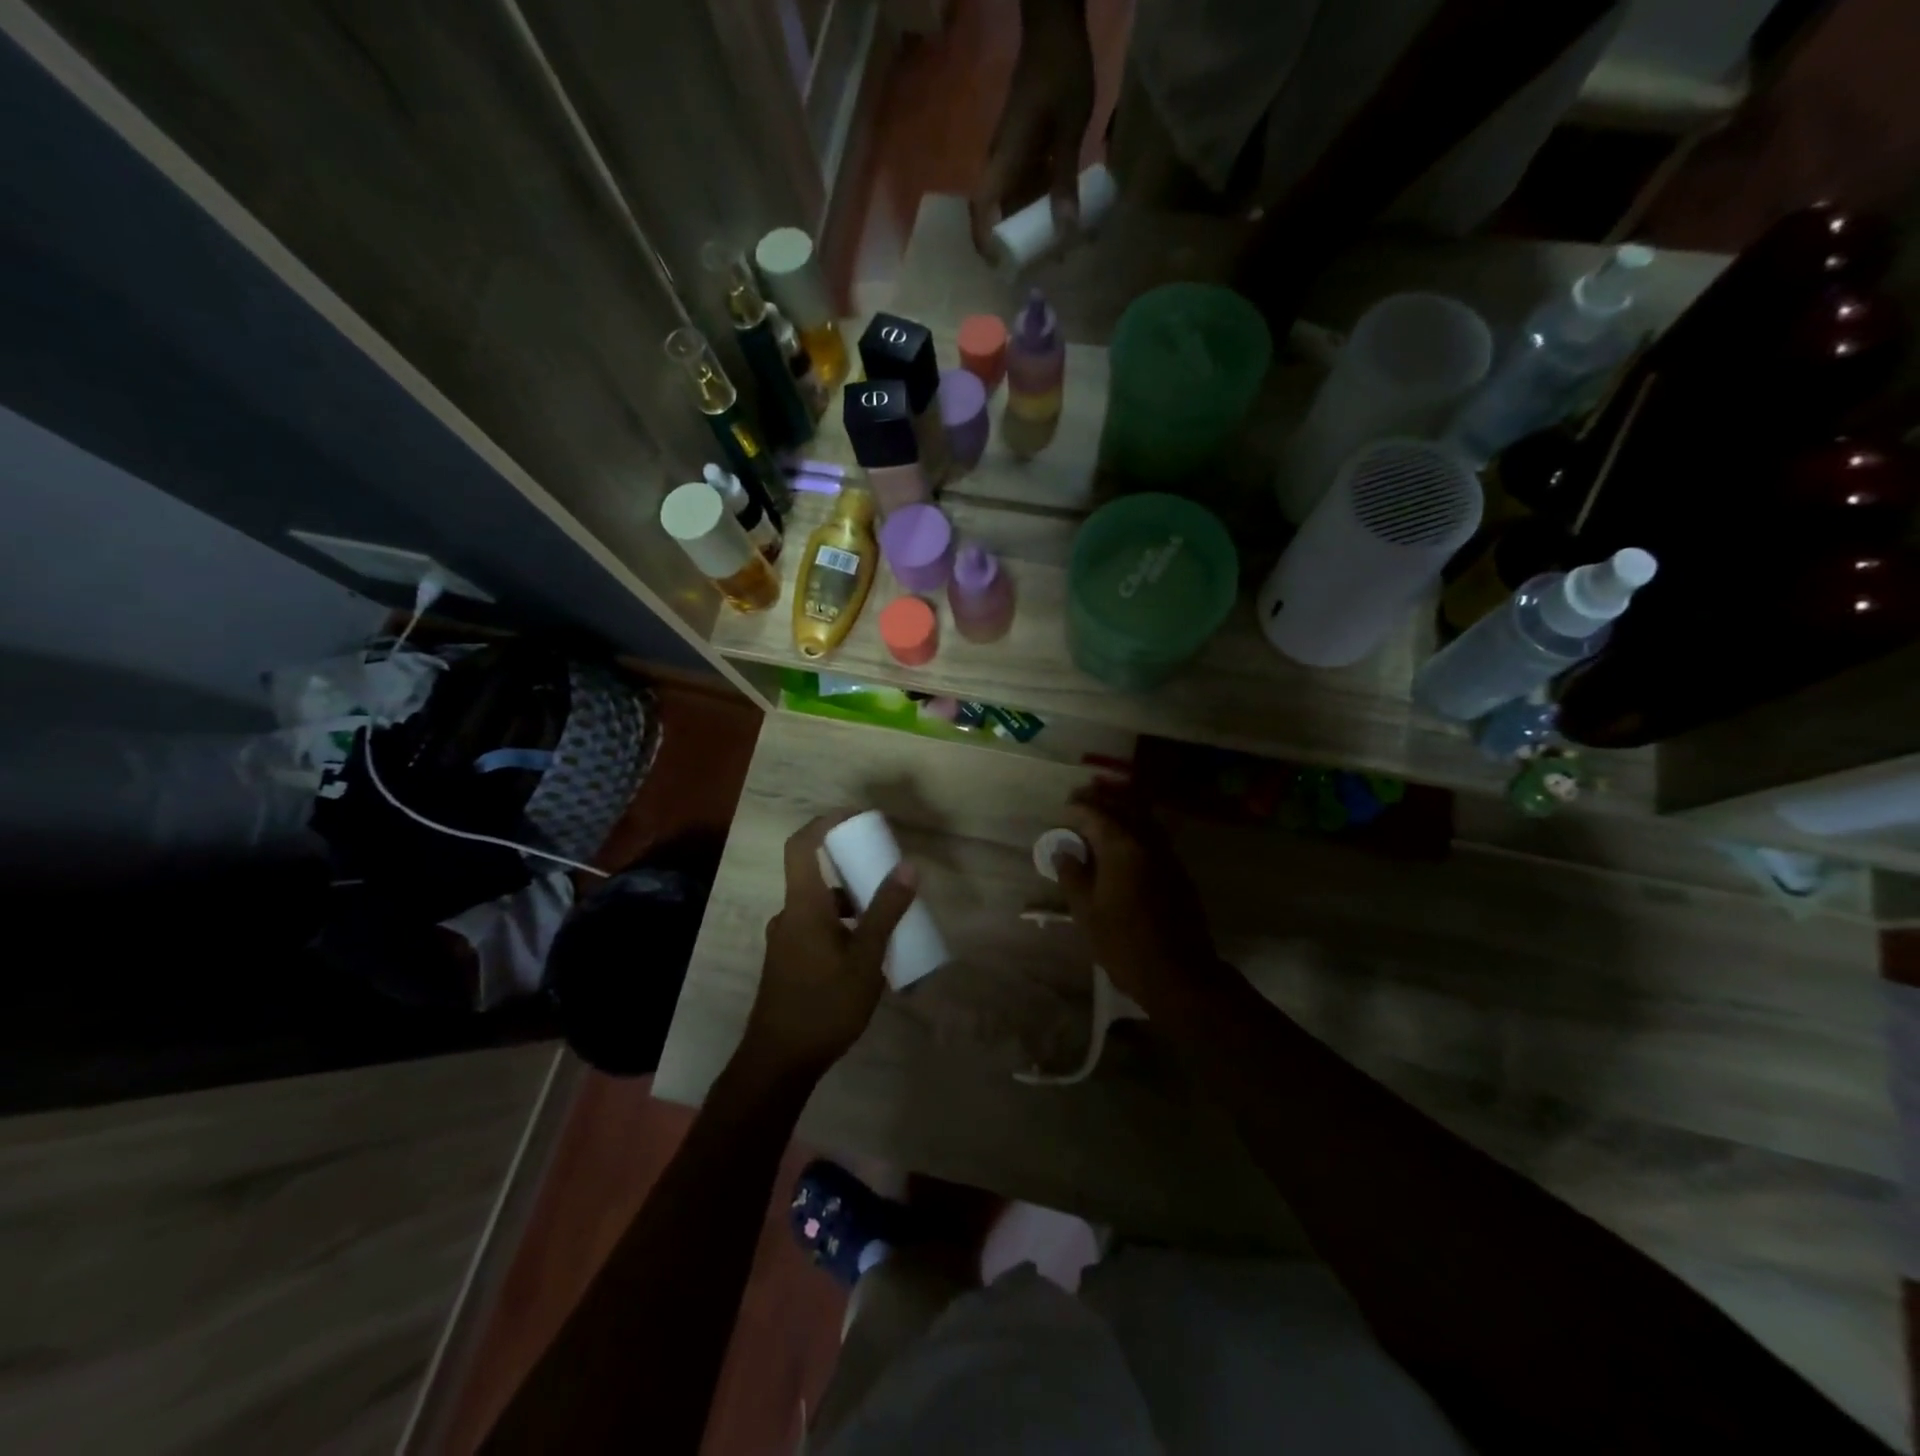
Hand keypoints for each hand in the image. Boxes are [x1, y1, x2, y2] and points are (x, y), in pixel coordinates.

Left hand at [743, 814, 917, 1079]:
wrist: (779, 1062)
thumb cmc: (824, 1005)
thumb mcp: (866, 959)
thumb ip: (886, 912)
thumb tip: (907, 866)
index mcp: (803, 906)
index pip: (801, 845)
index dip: (824, 822)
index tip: (856, 817)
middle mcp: (789, 915)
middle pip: (816, 875)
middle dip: (852, 869)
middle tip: (887, 874)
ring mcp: (785, 940)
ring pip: (819, 906)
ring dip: (850, 904)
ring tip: (887, 921)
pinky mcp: (788, 962)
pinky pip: (816, 928)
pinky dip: (841, 927)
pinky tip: (867, 955)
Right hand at [969, 0, 1095, 257]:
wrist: (1054, 28)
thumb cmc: (1060, 74)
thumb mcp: (1069, 129)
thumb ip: (1065, 179)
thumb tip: (1064, 231)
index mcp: (1004, 160)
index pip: (981, 209)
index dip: (984, 241)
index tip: (998, 266)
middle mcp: (1001, 162)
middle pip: (996, 212)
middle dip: (1013, 242)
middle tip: (1036, 266)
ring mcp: (1011, 155)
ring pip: (1012, 201)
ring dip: (1028, 224)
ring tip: (1052, 248)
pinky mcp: (1022, 148)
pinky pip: (1024, 185)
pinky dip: (1037, 204)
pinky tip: (1059, 215)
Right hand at [1054, 782, 1220, 1005]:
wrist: (1178, 974)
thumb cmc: (1124, 943)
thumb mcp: (1086, 912)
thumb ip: (1072, 875)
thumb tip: (1063, 851)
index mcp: (1122, 847)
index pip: (1095, 813)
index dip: (1076, 808)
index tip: (1062, 810)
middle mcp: (1147, 841)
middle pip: (1123, 807)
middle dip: (1100, 802)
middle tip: (1079, 803)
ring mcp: (1167, 855)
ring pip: (1143, 819)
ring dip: (1121, 812)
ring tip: (1100, 819)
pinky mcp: (1178, 871)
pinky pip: (1154, 836)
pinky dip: (1136, 828)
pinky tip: (1123, 843)